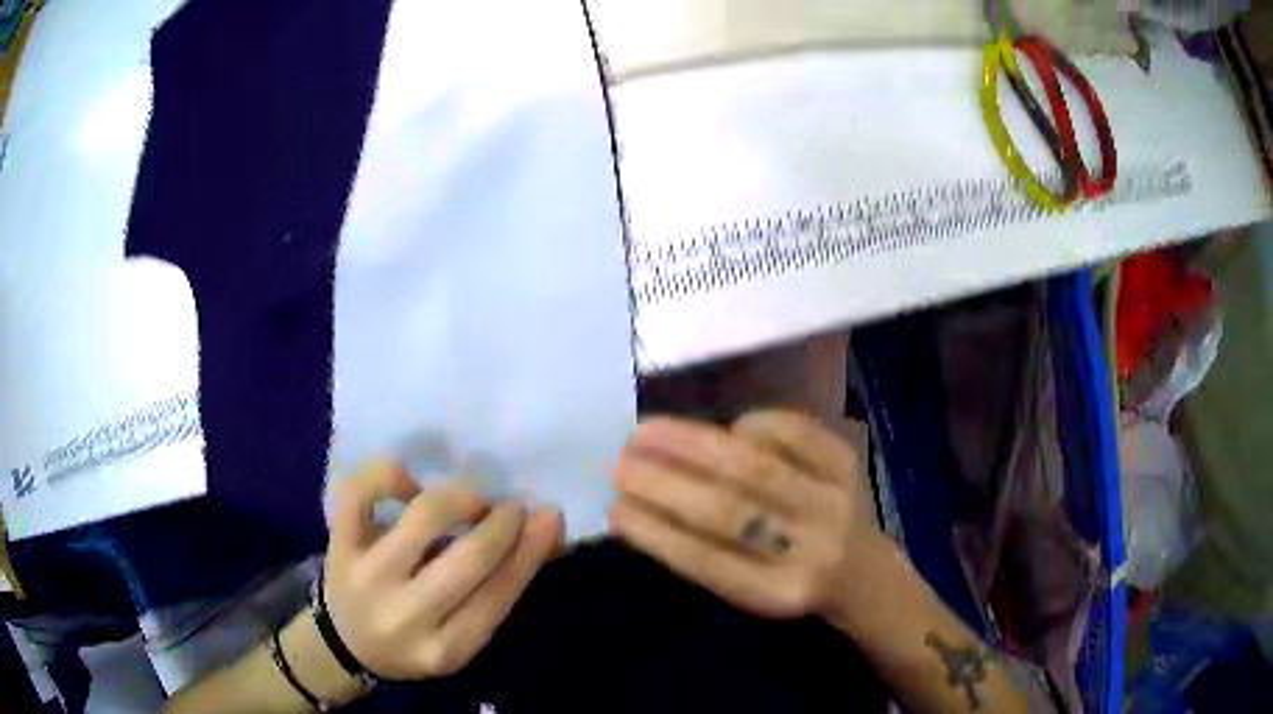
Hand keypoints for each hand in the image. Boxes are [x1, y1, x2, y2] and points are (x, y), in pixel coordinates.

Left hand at [325, 462, 562, 680]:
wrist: (346, 643)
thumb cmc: (415, 641)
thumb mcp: (461, 636)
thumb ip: (498, 592)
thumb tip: (544, 531)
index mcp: (444, 649)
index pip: (498, 595)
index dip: (530, 551)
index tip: (550, 516)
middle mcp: (405, 616)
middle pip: (468, 558)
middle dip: (501, 523)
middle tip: (512, 508)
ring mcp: (366, 577)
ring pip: (422, 518)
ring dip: (460, 498)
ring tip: (470, 499)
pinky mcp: (338, 544)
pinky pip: (360, 492)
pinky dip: (390, 475)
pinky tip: (410, 486)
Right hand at [609, 410, 885, 621]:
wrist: (865, 573)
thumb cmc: (793, 583)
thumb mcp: (751, 592)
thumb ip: (706, 558)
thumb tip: (642, 506)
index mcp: (779, 593)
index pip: (707, 561)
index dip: (655, 533)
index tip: (614, 509)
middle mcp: (811, 549)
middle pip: (728, 510)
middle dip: (663, 483)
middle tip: (619, 463)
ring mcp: (834, 502)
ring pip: (755, 466)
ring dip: (692, 444)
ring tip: (646, 431)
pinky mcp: (848, 466)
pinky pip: (796, 432)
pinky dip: (754, 424)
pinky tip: (727, 428)